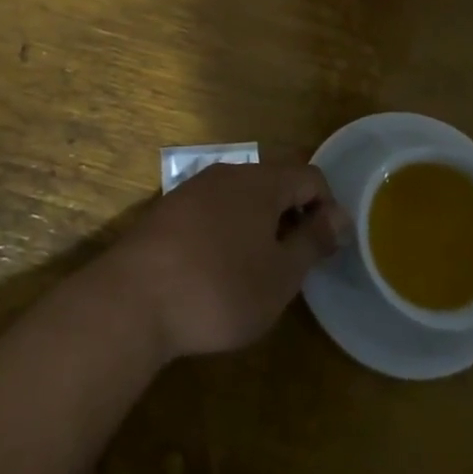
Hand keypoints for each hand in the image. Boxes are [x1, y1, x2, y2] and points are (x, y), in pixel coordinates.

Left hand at [106, 162, 349, 360]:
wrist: (133, 300)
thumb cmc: (220, 289)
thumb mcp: (280, 275)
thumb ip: (313, 241)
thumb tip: (339, 215)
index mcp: (261, 181)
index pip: (310, 176)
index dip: (327, 209)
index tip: (326, 251)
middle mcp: (228, 173)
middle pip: (275, 183)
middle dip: (293, 217)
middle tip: (294, 265)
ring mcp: (193, 189)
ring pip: (242, 197)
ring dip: (260, 225)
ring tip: (258, 270)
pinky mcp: (168, 211)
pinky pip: (214, 210)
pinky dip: (229, 230)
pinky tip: (219, 269)